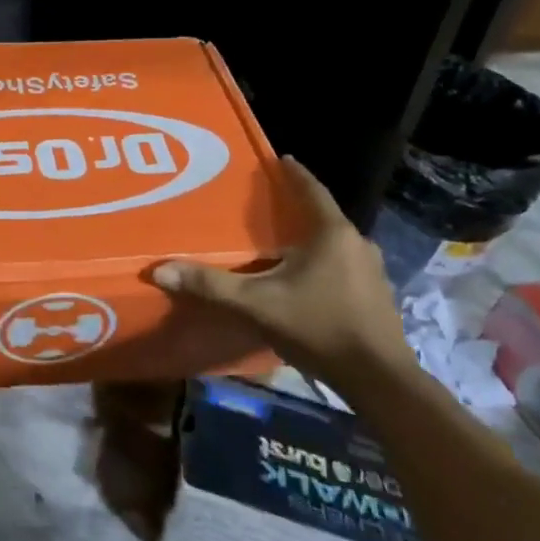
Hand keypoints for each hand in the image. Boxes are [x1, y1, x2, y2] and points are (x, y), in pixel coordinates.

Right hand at [152, 156, 411, 385]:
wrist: (380, 381)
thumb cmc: (318, 327)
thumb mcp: (256, 304)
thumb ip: (211, 285)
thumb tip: (160, 269)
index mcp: (332, 234)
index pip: (311, 190)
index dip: (294, 174)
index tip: (279, 159)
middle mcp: (358, 244)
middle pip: (323, 216)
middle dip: (297, 209)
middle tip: (268, 206)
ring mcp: (373, 272)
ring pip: (335, 244)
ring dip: (312, 239)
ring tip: (283, 243)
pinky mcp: (378, 298)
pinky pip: (345, 267)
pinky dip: (324, 264)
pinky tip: (305, 281)